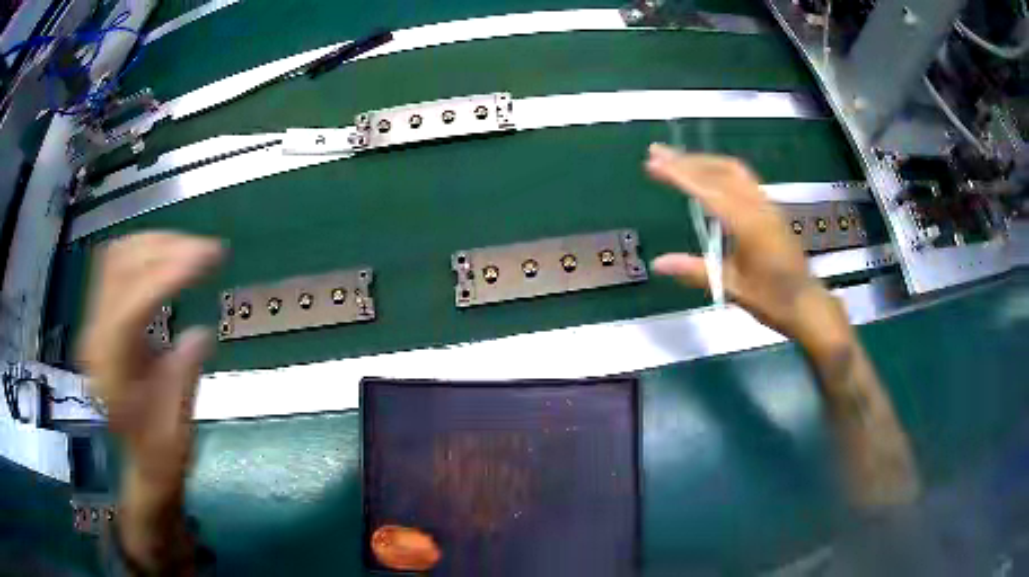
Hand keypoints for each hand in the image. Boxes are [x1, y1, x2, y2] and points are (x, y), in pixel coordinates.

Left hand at [77, 232, 222, 565]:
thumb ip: (184, 374)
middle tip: (208, 250)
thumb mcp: (179, 425)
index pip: (131, 304)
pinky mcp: (102, 316)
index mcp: (111, 370)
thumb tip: (201, 332)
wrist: (142, 463)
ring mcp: (95, 323)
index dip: (168, 274)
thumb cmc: (161, 454)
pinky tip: (168, 257)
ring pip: (117, 258)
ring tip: (192, 250)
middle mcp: (95, 337)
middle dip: (165, 250)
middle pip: (120, 268)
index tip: (209, 258)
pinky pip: (118, 265)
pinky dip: (145, 251)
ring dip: (156, 245)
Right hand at [645, 144, 848, 347]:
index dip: (680, 175)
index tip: (653, 163)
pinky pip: (743, 179)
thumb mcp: (734, 289)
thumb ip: (696, 271)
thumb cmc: (773, 300)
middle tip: (656, 152)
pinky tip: (708, 177)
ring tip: (677, 158)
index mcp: (749, 225)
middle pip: (720, 171)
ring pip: (733, 171)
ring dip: (704, 161)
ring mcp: (767, 205)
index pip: (709, 191)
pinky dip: (718, 170)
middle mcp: (759, 207)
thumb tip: (658, 263)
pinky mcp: (770, 209)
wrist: (807, 303)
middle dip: (687, 159)